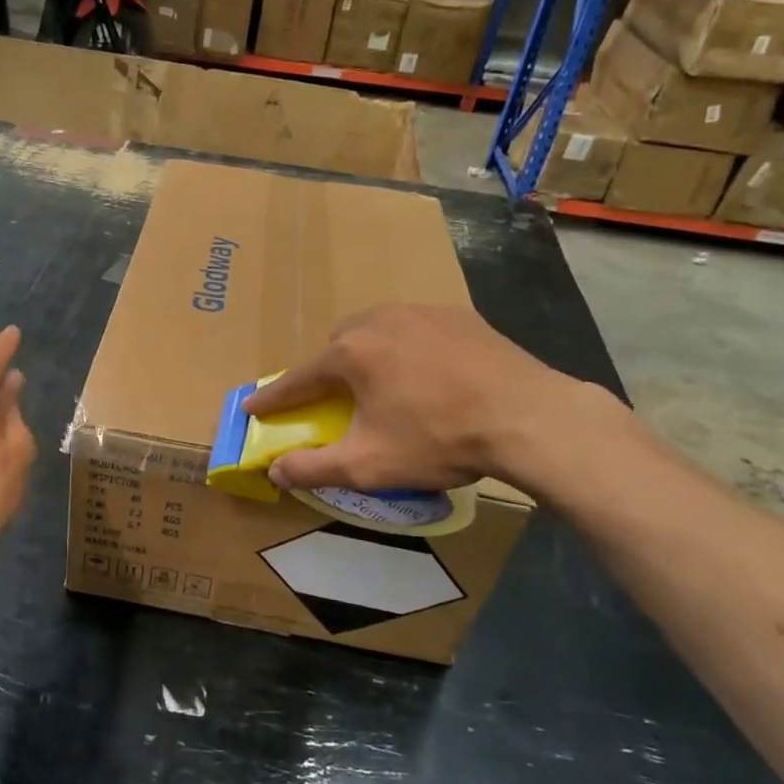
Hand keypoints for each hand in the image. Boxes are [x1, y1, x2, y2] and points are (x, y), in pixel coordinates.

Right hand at [245, 305, 617, 494]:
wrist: (530, 418)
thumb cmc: (439, 439)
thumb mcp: (368, 465)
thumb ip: (313, 467)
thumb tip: (275, 472)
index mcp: (350, 353)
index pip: (298, 379)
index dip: (274, 399)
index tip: (252, 407)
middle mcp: (378, 320)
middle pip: (337, 347)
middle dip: (329, 373)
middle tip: (340, 402)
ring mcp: (422, 311)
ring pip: (377, 332)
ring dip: (370, 356)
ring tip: (389, 387)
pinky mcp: (460, 314)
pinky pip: (417, 329)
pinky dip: (410, 348)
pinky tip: (432, 375)